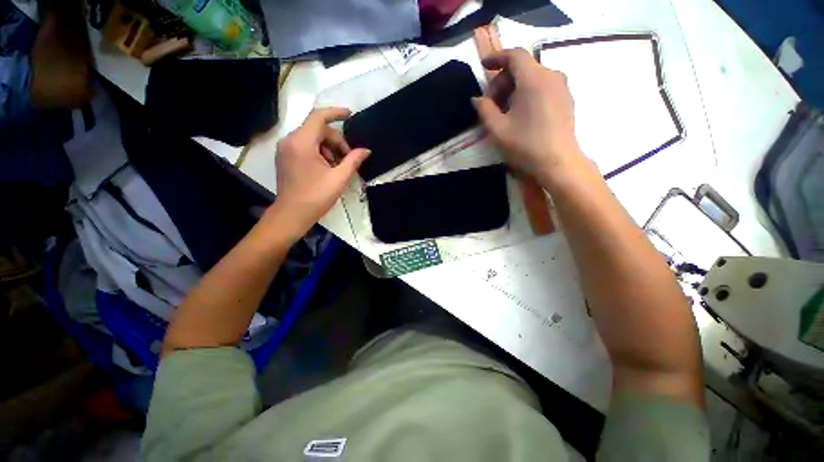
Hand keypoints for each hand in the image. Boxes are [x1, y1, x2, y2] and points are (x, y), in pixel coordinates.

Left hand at [269, 107, 369, 240]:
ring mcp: (286, 149)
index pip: (318, 117)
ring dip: (329, 148)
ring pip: (312, 138)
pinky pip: (306, 146)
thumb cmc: (316, 196)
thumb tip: (366, 150)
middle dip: (336, 141)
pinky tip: (327, 168)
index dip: (336, 112)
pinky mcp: (286, 158)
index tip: (350, 114)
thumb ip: (353, 161)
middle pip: (317, 129)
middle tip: (348, 159)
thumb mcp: (339, 178)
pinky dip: (319, 152)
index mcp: (301, 142)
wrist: (292, 214)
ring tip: (337, 167)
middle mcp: (290, 141)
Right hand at [472, 49, 583, 186]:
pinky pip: (543, 86)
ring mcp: (561, 87)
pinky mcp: (566, 99)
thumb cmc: (525, 145)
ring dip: (515, 87)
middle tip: (491, 103)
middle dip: (503, 80)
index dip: (497, 57)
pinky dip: (528, 92)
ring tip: (505, 110)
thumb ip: (484, 110)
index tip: (484, 66)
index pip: (514, 55)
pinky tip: (521, 113)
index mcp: (533, 79)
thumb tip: (477, 99)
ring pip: (533, 77)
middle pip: (523, 67)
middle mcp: (551, 76)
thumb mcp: (498, 129)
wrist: (558, 162)